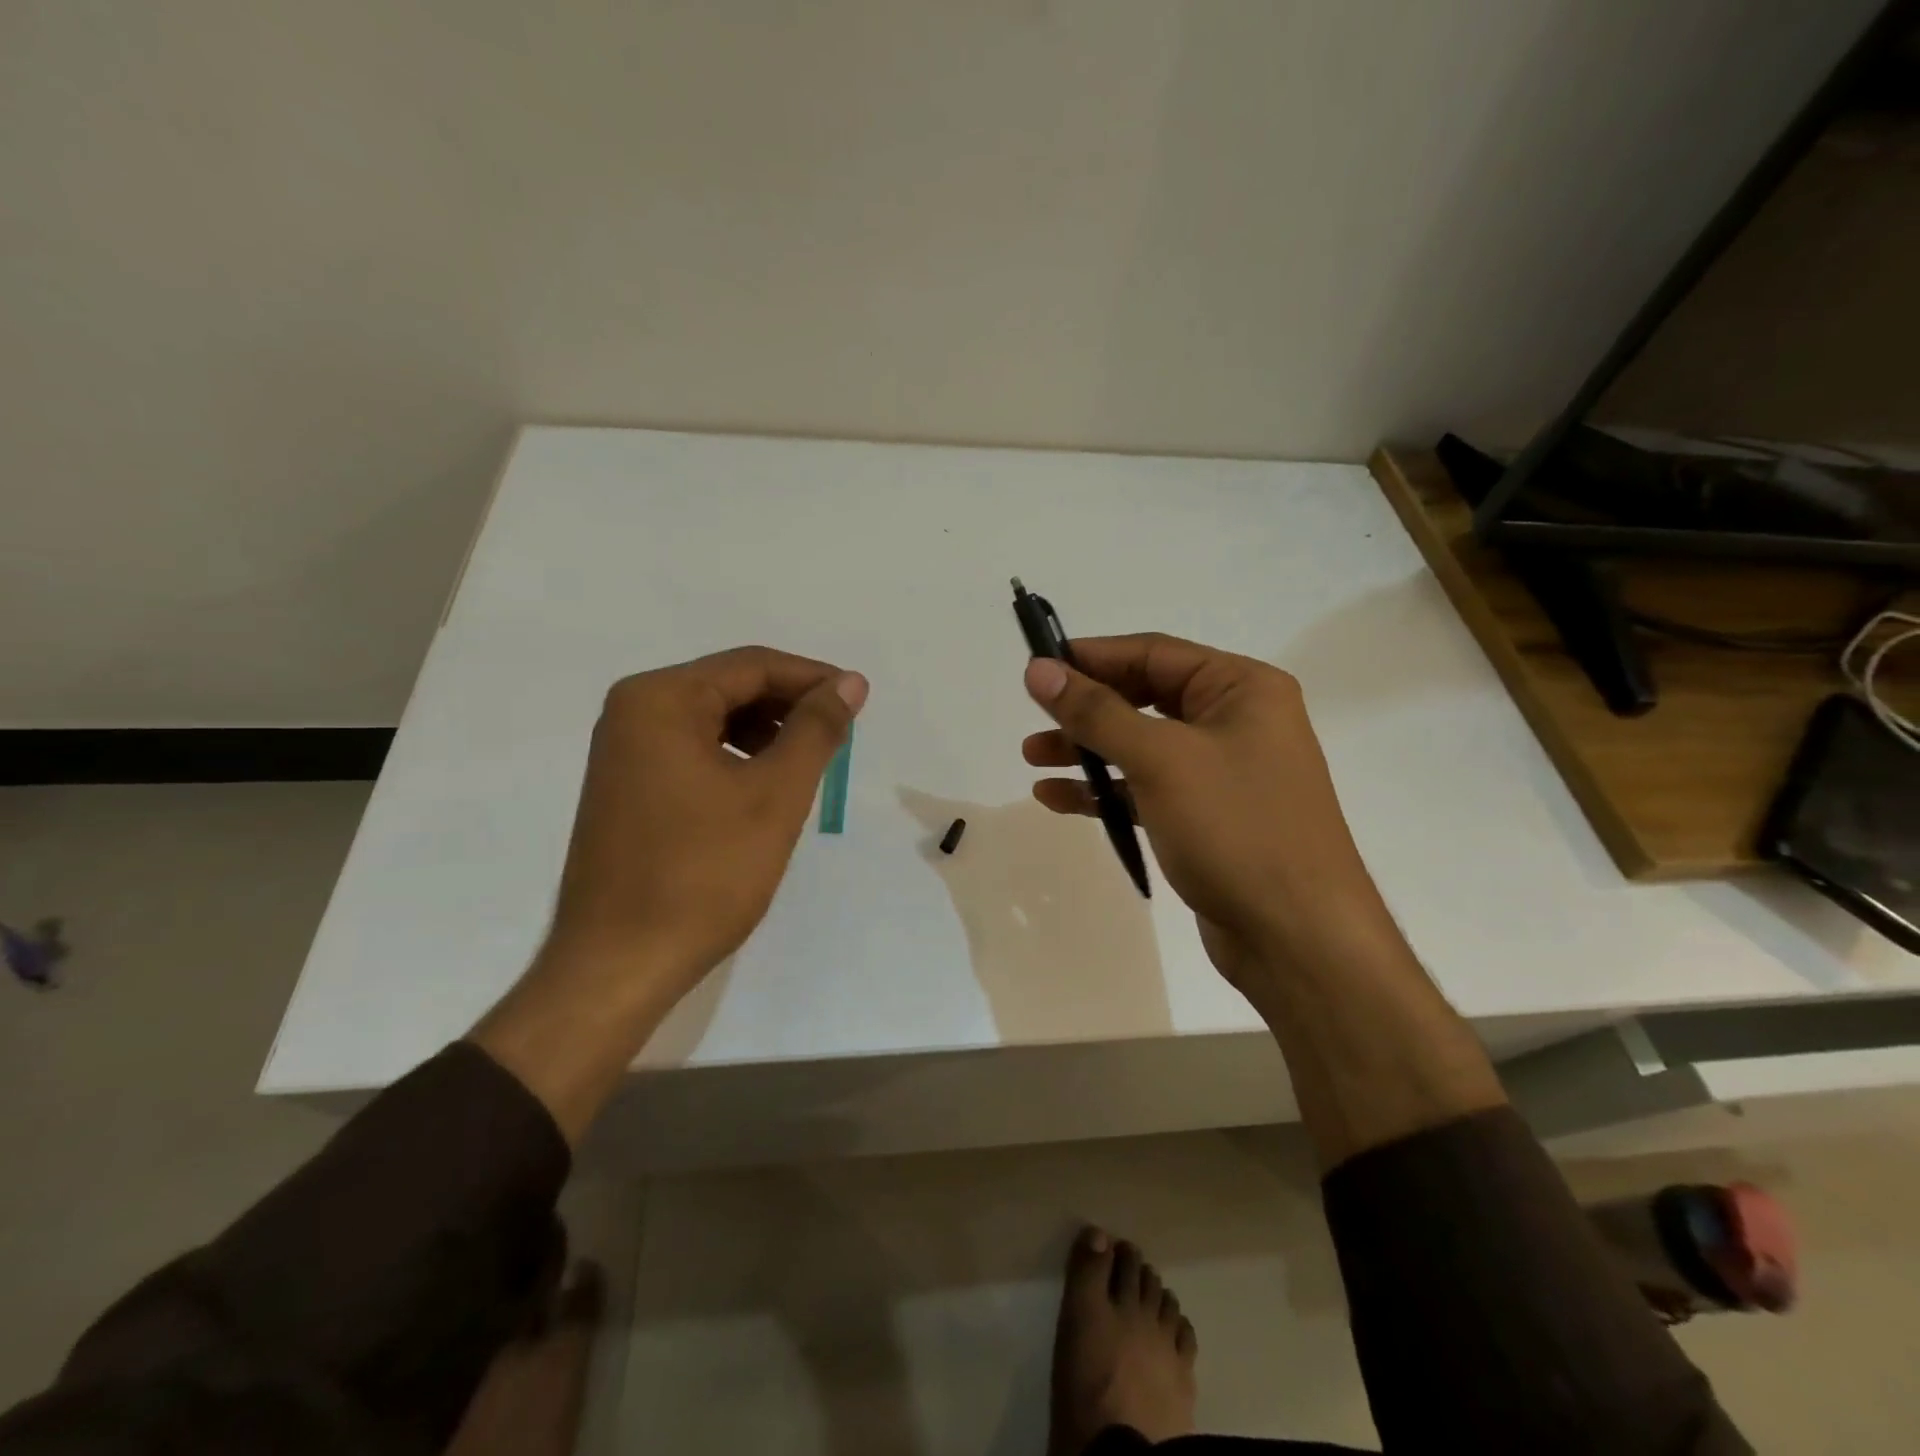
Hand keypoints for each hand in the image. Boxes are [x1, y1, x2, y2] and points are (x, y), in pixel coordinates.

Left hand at [542, 645, 867, 1005]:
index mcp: (660, 700)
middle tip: (840, 734)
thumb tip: (849, 682)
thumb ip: (816, 729)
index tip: (859, 700)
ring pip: (712, 719)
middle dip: (789, 705)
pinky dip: (736, 756)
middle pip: (729, 687)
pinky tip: (764, 785)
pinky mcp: (626, 787)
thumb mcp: (775, 795)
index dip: (813, 678)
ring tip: (809, 762)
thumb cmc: (704, 874)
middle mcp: (632, 712)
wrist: (620, 965)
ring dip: (766, 731)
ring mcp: (623, 751)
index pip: (752, 665)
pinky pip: (692, 749)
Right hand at [1021, 634, 1396, 990]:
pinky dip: (1105, 791)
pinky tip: (1056, 799)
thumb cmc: (1236, 829)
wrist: (1298, 938)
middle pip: (1145, 698)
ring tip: (1032, 758)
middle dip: (1086, 709)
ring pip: (1141, 746)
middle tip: (1034, 717)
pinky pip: (1147, 789)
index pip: (1153, 653)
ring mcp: (1223, 772)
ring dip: (1087, 750)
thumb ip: (1096, 712)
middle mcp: (1236, 721)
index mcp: (1242, 688)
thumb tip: (1038, 669)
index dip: (1092, 657)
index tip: (1037, 666)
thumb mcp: (1161, 760)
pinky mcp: (1208, 818)